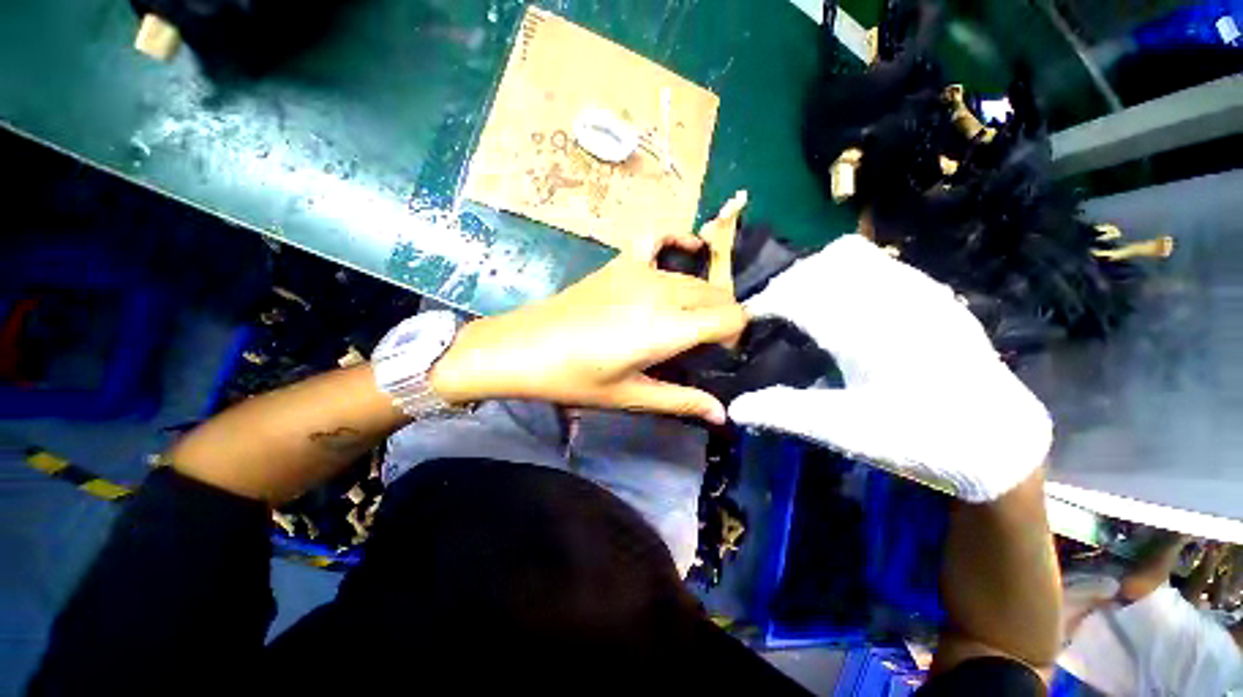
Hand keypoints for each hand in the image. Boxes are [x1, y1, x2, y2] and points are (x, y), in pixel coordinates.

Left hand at [430, 251, 747, 423]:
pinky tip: (683, 252)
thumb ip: (681, 400)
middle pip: (716, 294)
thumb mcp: (631, 395)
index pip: (730, 317)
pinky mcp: (621, 261)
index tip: (719, 353)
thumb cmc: (576, 379)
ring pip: (694, 276)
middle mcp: (662, 292)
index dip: (734, 334)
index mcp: (667, 329)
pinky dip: (677, 240)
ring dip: (702, 296)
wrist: (524, 347)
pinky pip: (658, 237)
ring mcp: (640, 271)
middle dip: (721, 317)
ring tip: (686, 319)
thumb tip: (722, 415)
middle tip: (702, 344)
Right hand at [729, 234, 1051, 500]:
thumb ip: (786, 413)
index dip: (766, 301)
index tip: (748, 318)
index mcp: (867, 333)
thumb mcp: (847, 433)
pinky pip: (878, 263)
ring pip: (850, 256)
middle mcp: (893, 299)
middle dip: (788, 283)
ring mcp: (920, 290)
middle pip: (821, 265)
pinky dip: (846, 274)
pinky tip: (844, 305)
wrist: (1000, 441)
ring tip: (803, 303)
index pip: (799, 295)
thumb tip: (735, 409)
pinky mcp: (934, 293)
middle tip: (772, 312)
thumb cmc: (922, 439)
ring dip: (816, 273)